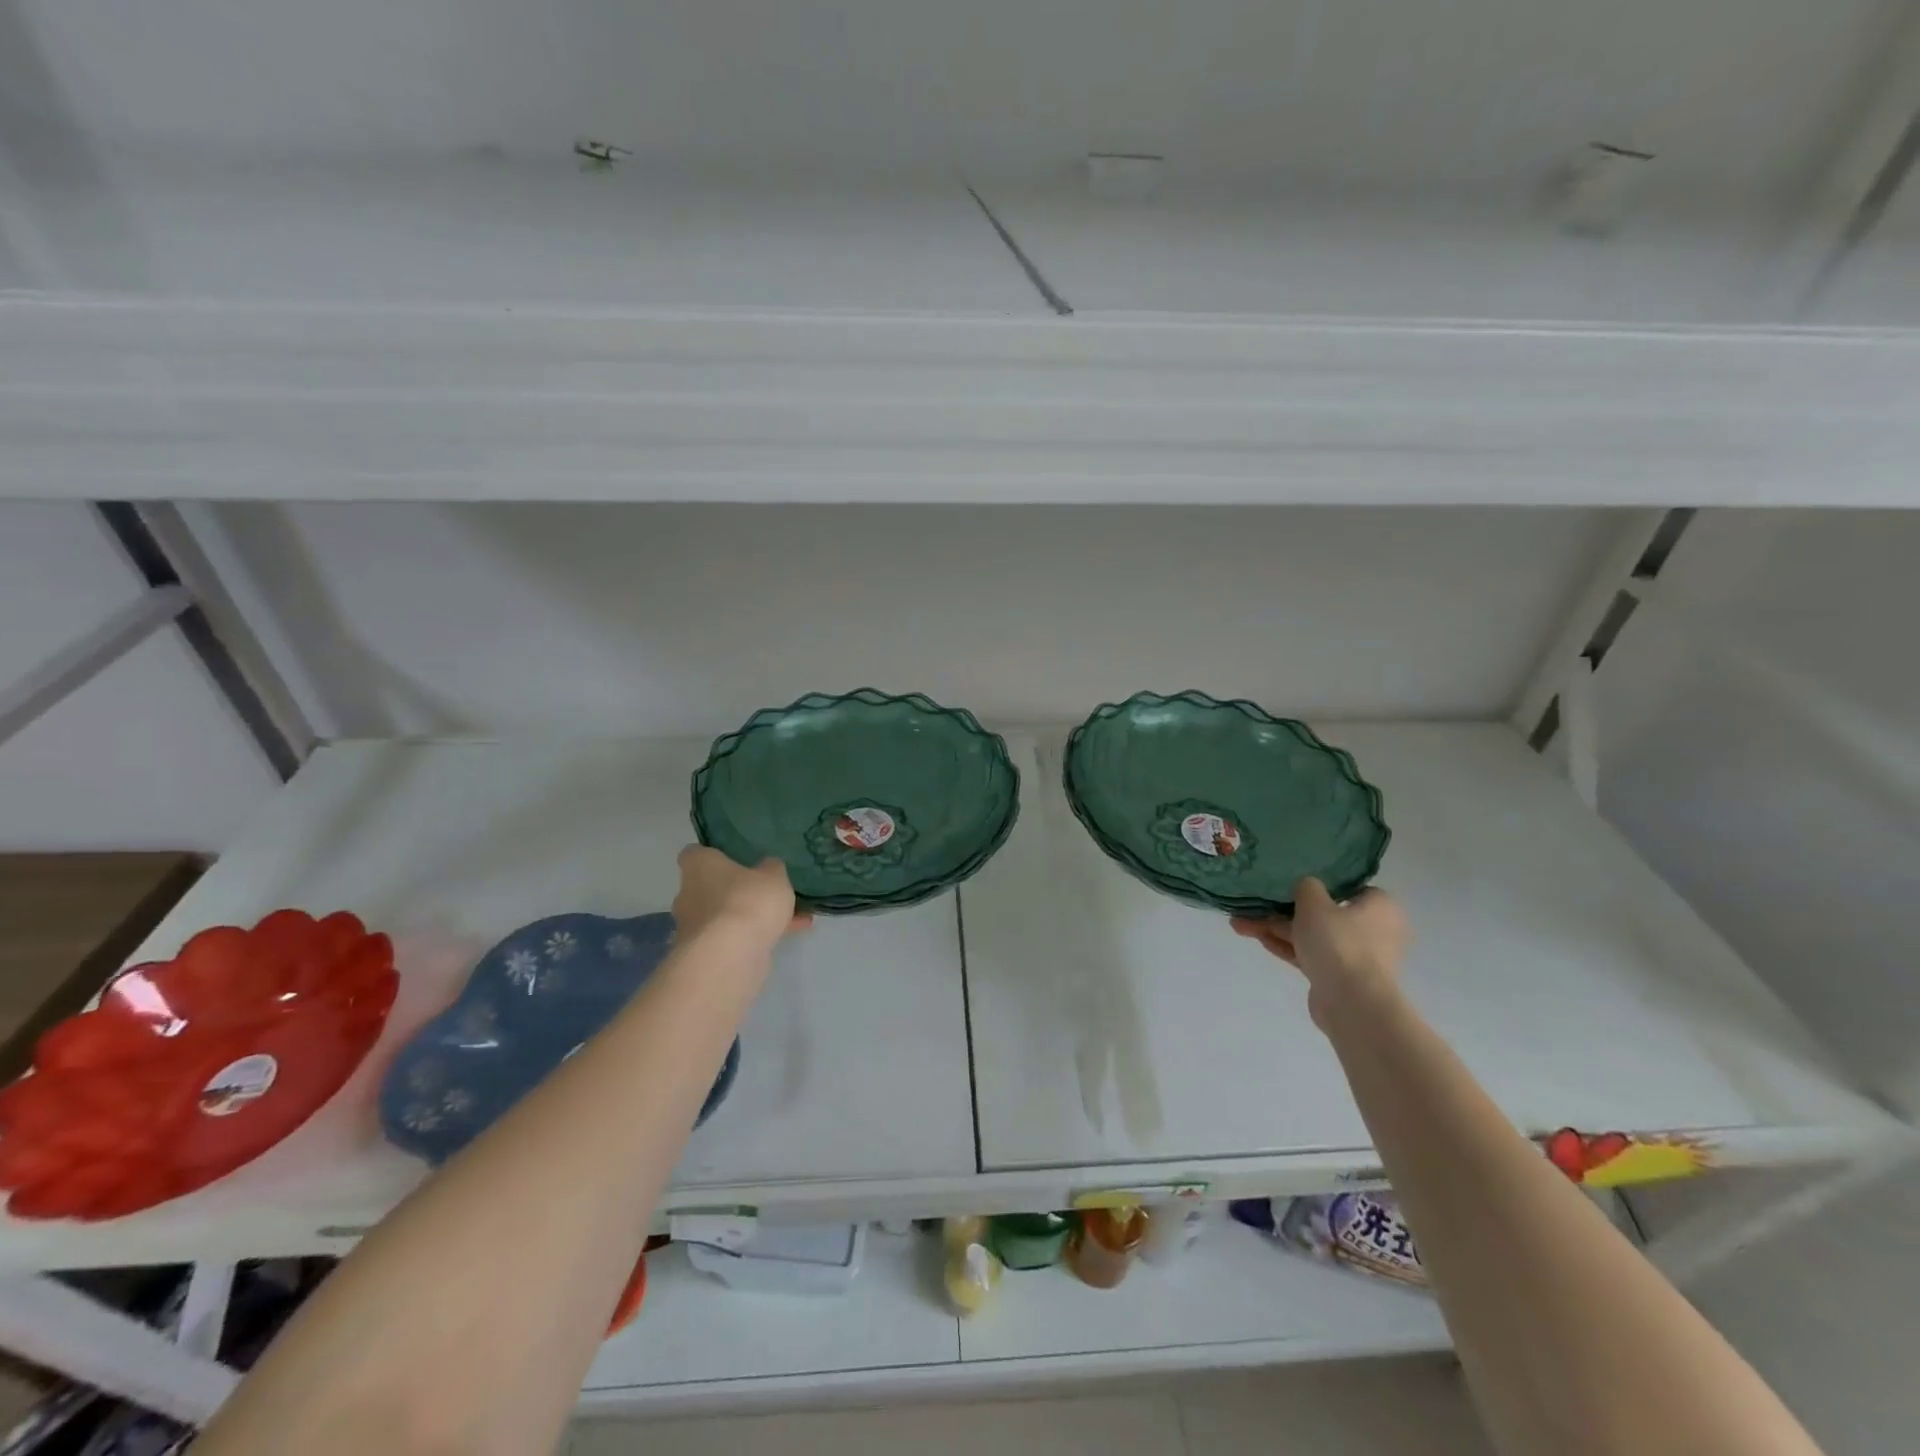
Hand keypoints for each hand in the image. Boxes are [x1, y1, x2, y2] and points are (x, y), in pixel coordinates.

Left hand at [672, 847, 811, 946]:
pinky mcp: (706, 955)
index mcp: (698, 867)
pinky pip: (734, 939)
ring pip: (727, 916)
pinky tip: (791, 934)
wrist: (730, 956)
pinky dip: (757, 937)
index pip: (694, 854)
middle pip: (711, 888)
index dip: (713, 855)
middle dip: (736, 891)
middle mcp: (688, 895)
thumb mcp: (773, 875)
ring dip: (753, 917)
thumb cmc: (747, 901)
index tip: (734, 859)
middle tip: (766, 891)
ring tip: (792, 916)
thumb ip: (771, 868)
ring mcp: (695, 928)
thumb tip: (767, 867)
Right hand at [1232, 878, 1406, 1029]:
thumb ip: (1306, 887)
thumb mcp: (1314, 902)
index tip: (1293, 883)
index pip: (1349, 888)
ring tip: (1240, 923)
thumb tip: (1306, 887)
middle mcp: (1373, 930)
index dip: (1320, 884)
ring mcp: (1355, 956)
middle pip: (1324, 914)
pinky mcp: (1338, 977)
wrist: (1351, 1003)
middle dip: (1285, 910)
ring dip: (1277, 929)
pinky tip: (1257, 939)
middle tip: (1256, 904)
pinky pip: (1309, 955)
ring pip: (1312, 935)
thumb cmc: (1339, 943)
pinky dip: (1286, 947)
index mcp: (1379, 907)